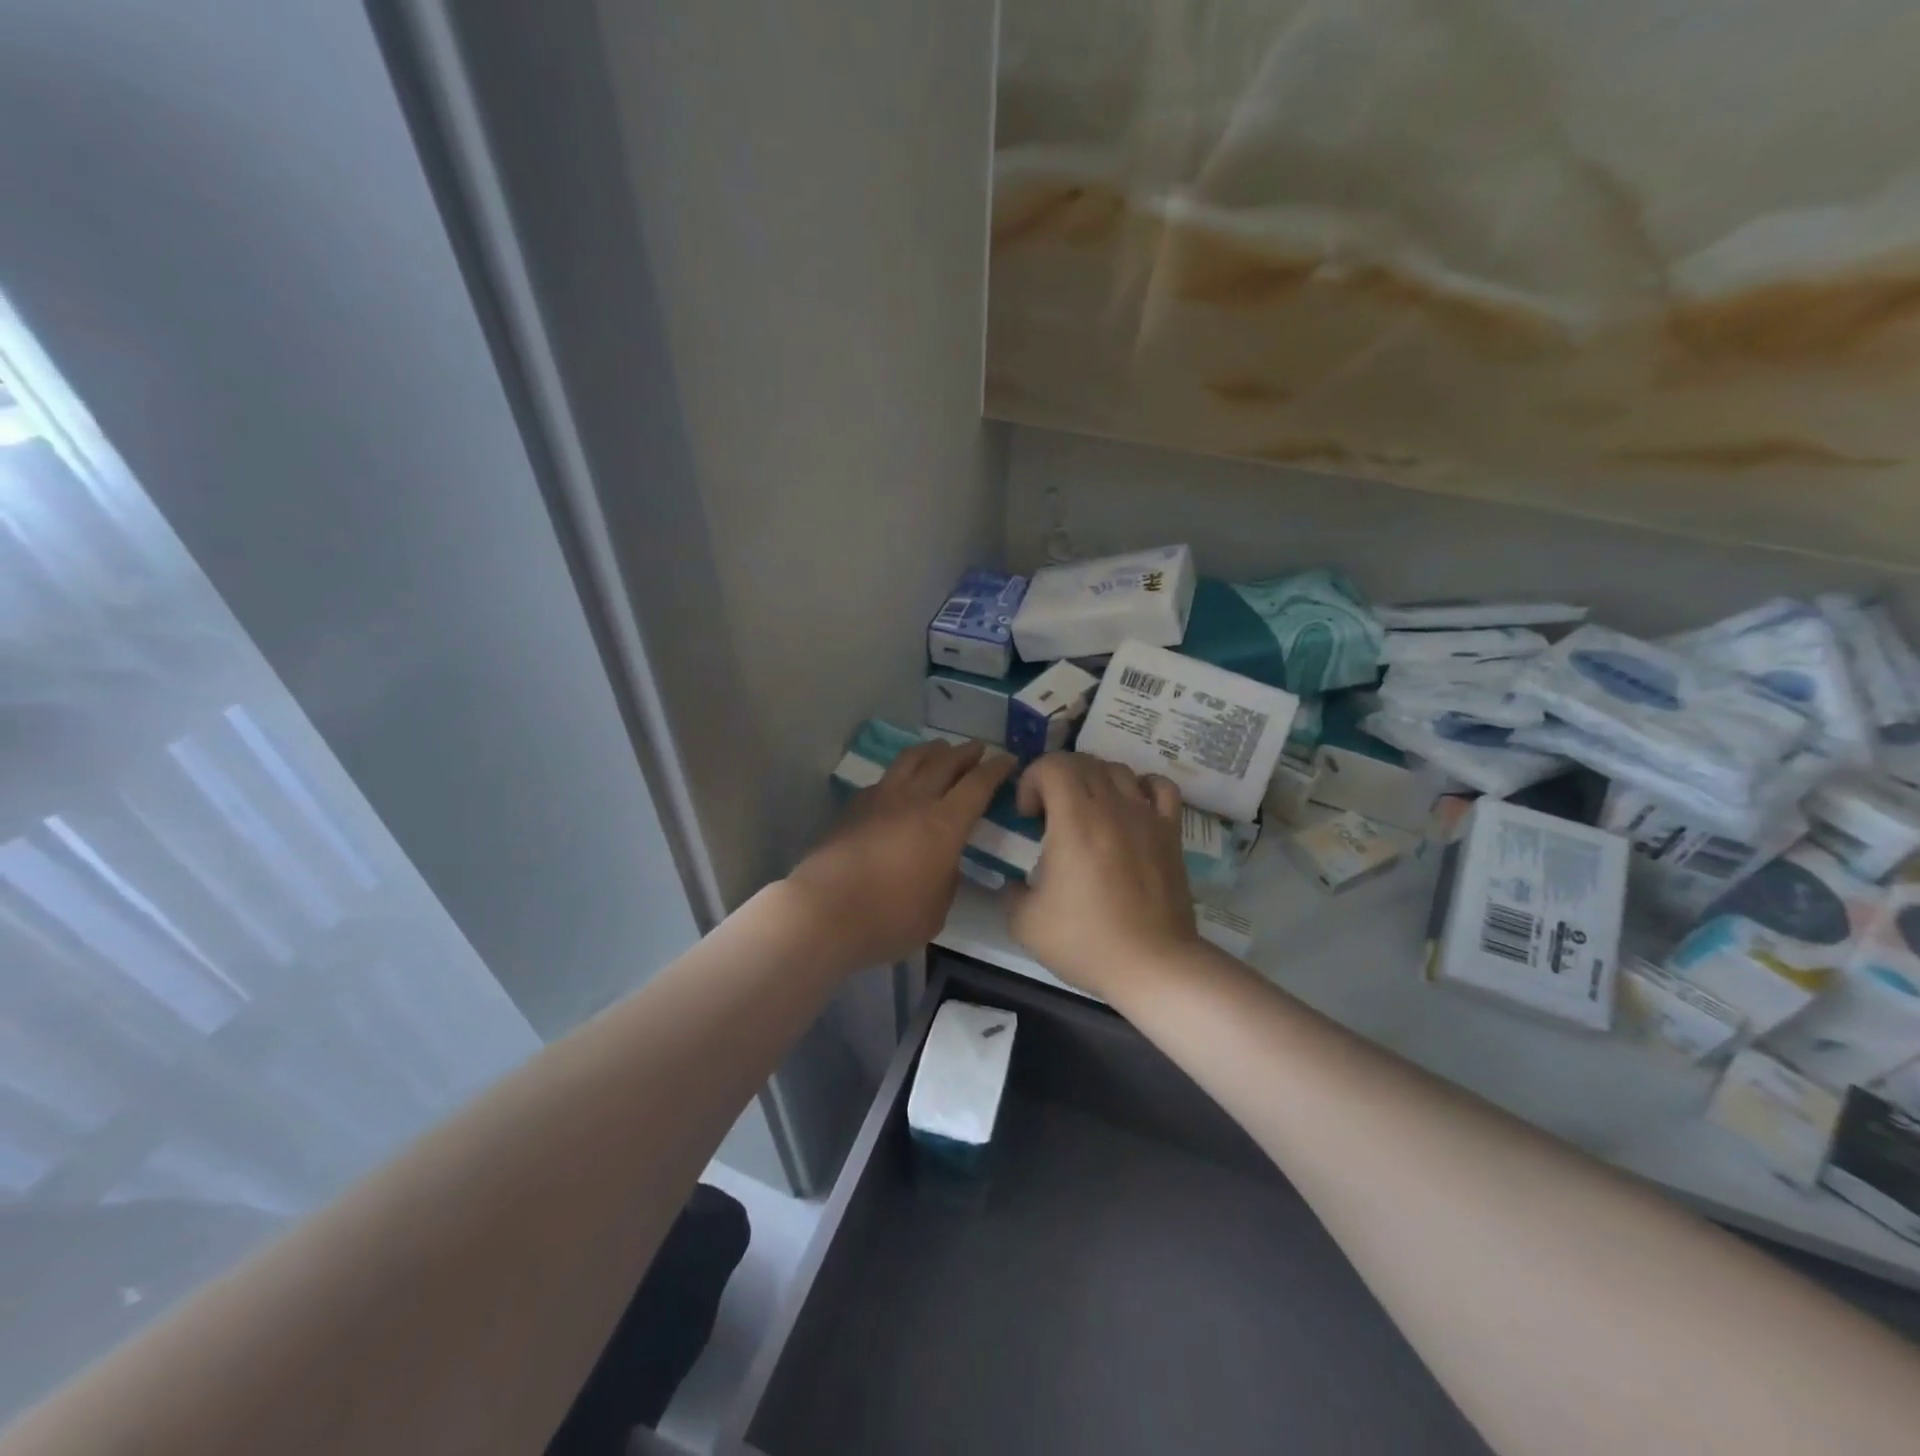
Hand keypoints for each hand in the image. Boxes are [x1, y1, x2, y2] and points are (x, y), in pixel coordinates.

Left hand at [788, 739, 1015, 969]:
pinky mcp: (854, 807)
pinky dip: (901, 773)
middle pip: (945, 763)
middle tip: (978, 748)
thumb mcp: (937, 910)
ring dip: (931, 751)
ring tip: (940, 749)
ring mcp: (880, 799)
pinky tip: (900, 782)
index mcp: (945, 824)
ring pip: (911, 761)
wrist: (824, 911)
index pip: (977, 785)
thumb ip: (947, 879)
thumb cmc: (889, 918)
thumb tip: (945, 862)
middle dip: (965, 752)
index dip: (996, 769)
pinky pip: (885, 779)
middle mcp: (915, 800)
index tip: (1008, 759)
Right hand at [1008, 753, 1200, 1001]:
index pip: (1052, 764)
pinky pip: (1159, 787)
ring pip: (1118, 769)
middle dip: (1056, 777)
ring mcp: (1146, 816)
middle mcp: (1112, 806)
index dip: (1031, 780)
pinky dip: (1140, 785)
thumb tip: (1017, 882)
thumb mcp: (1025, 922)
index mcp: (1074, 820)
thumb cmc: (1086, 941)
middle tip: (1048, 815)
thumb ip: (1012, 891)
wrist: (1153, 964)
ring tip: (1085, 812)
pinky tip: (1130, 806)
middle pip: (1082, 761)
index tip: (1027, 816)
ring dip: (1093, 780)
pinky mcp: (1171, 832)